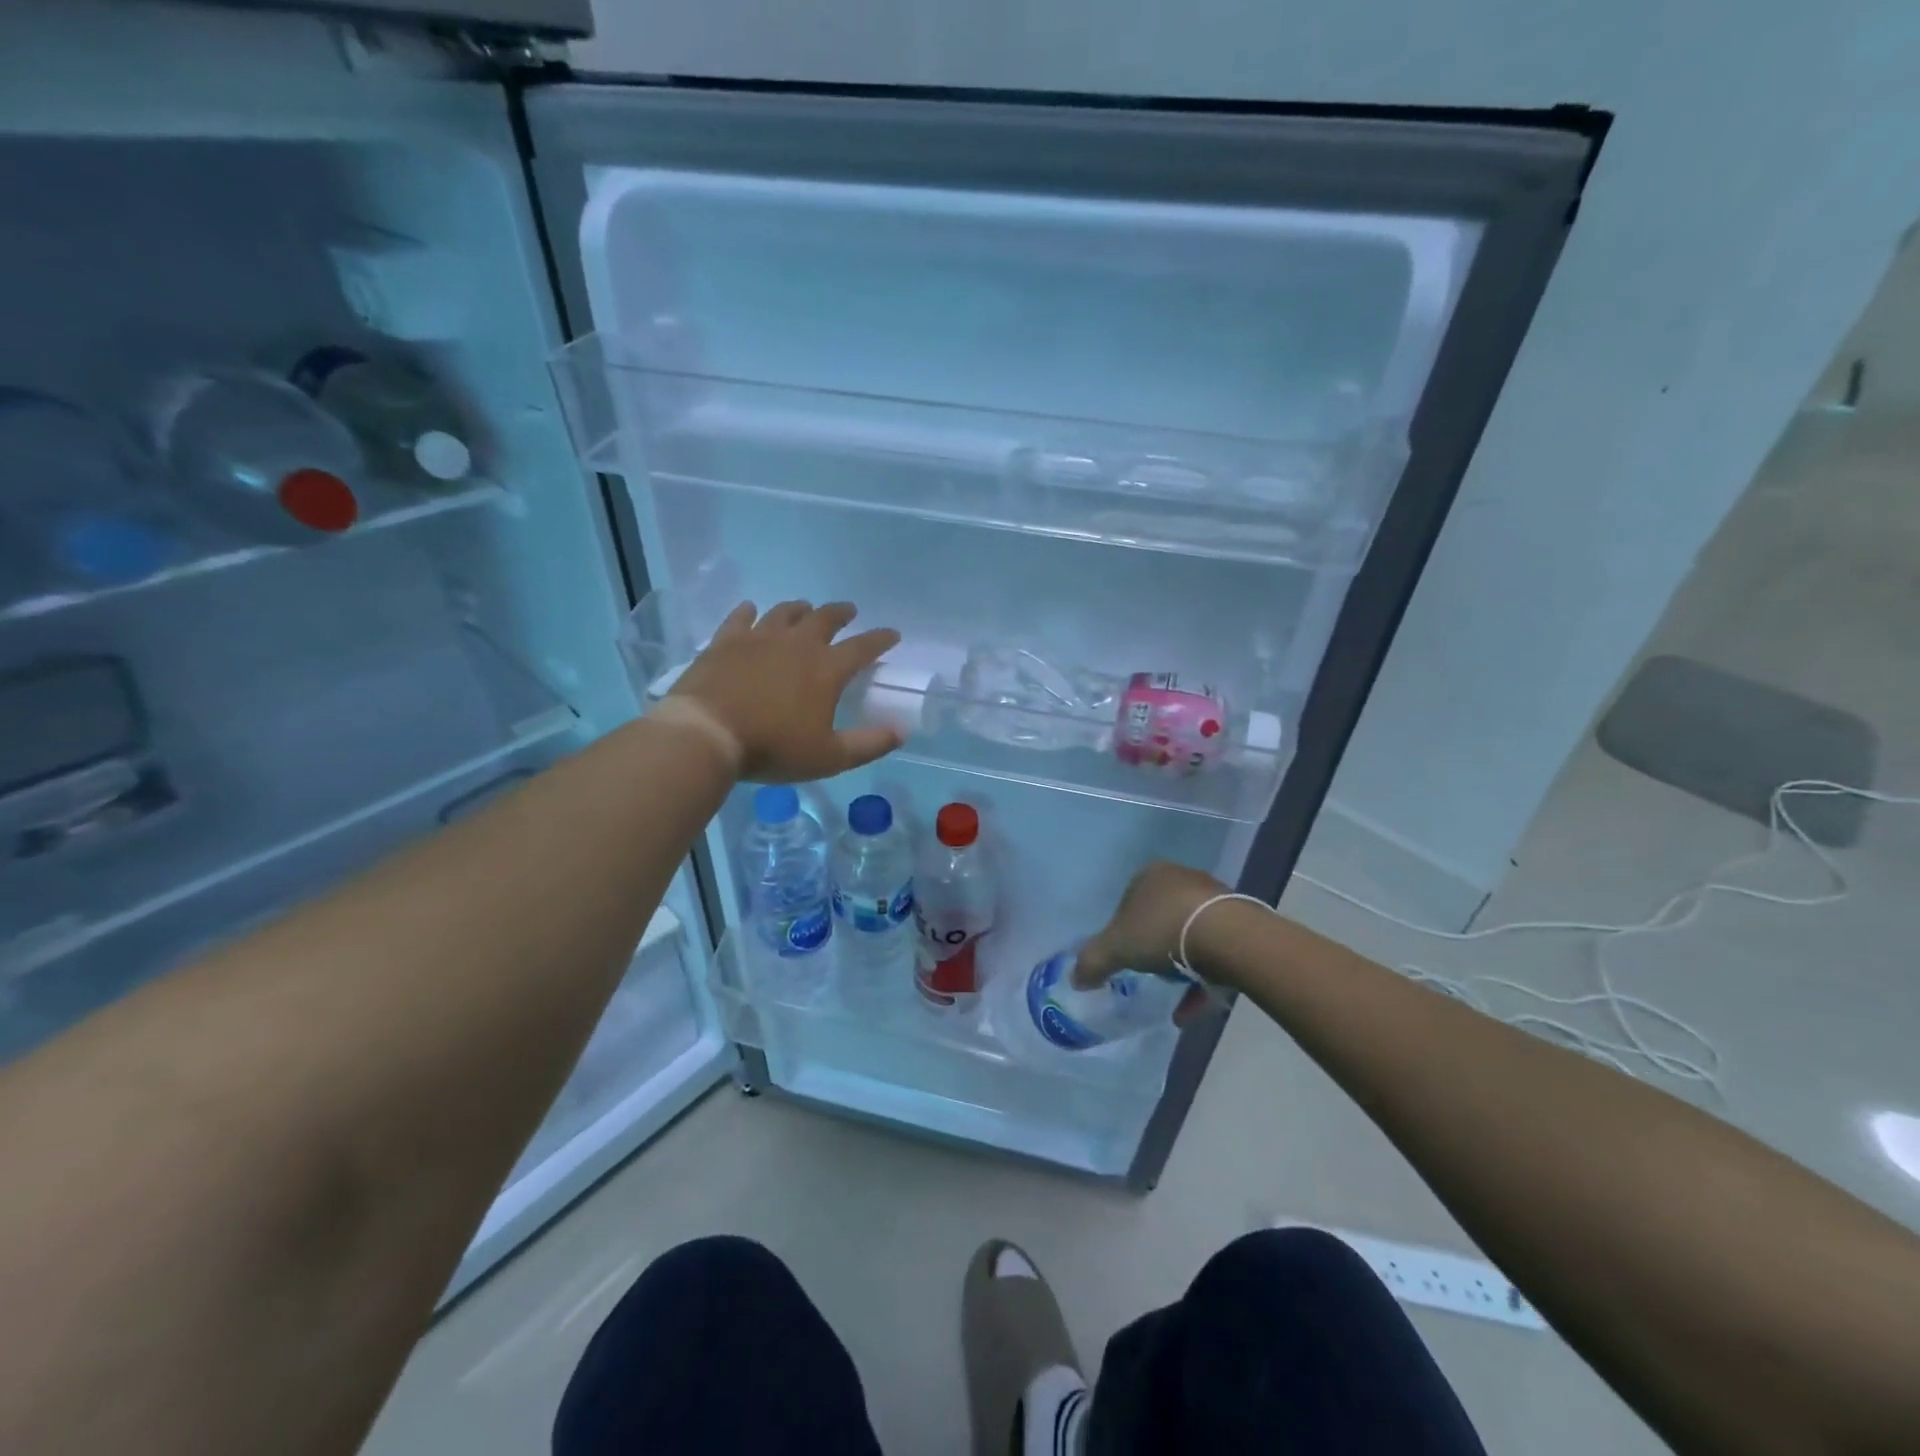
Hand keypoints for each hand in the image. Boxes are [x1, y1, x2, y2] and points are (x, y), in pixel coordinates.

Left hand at [669, 600, 901, 782]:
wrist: (707, 734)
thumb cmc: (773, 748)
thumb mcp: (829, 757)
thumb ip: (868, 745)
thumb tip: (900, 732)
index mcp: (827, 669)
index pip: (863, 647)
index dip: (881, 639)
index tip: (892, 634)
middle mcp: (797, 644)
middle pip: (825, 619)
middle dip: (841, 614)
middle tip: (849, 611)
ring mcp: (759, 638)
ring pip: (785, 613)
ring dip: (800, 609)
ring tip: (806, 608)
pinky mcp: (726, 641)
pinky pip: (741, 618)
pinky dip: (750, 612)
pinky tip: (752, 610)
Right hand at [1073, 861, 1229, 1021]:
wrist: (1227, 937)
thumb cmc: (1162, 930)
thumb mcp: (1116, 948)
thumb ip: (1092, 961)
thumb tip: (1075, 979)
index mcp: (1151, 875)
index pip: (1128, 898)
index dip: (1121, 927)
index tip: (1122, 953)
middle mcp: (1183, 879)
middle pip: (1160, 915)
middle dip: (1153, 943)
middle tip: (1145, 970)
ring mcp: (1213, 900)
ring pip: (1189, 934)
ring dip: (1179, 964)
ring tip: (1170, 992)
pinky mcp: (1239, 924)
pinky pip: (1213, 953)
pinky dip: (1200, 980)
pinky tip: (1189, 1008)